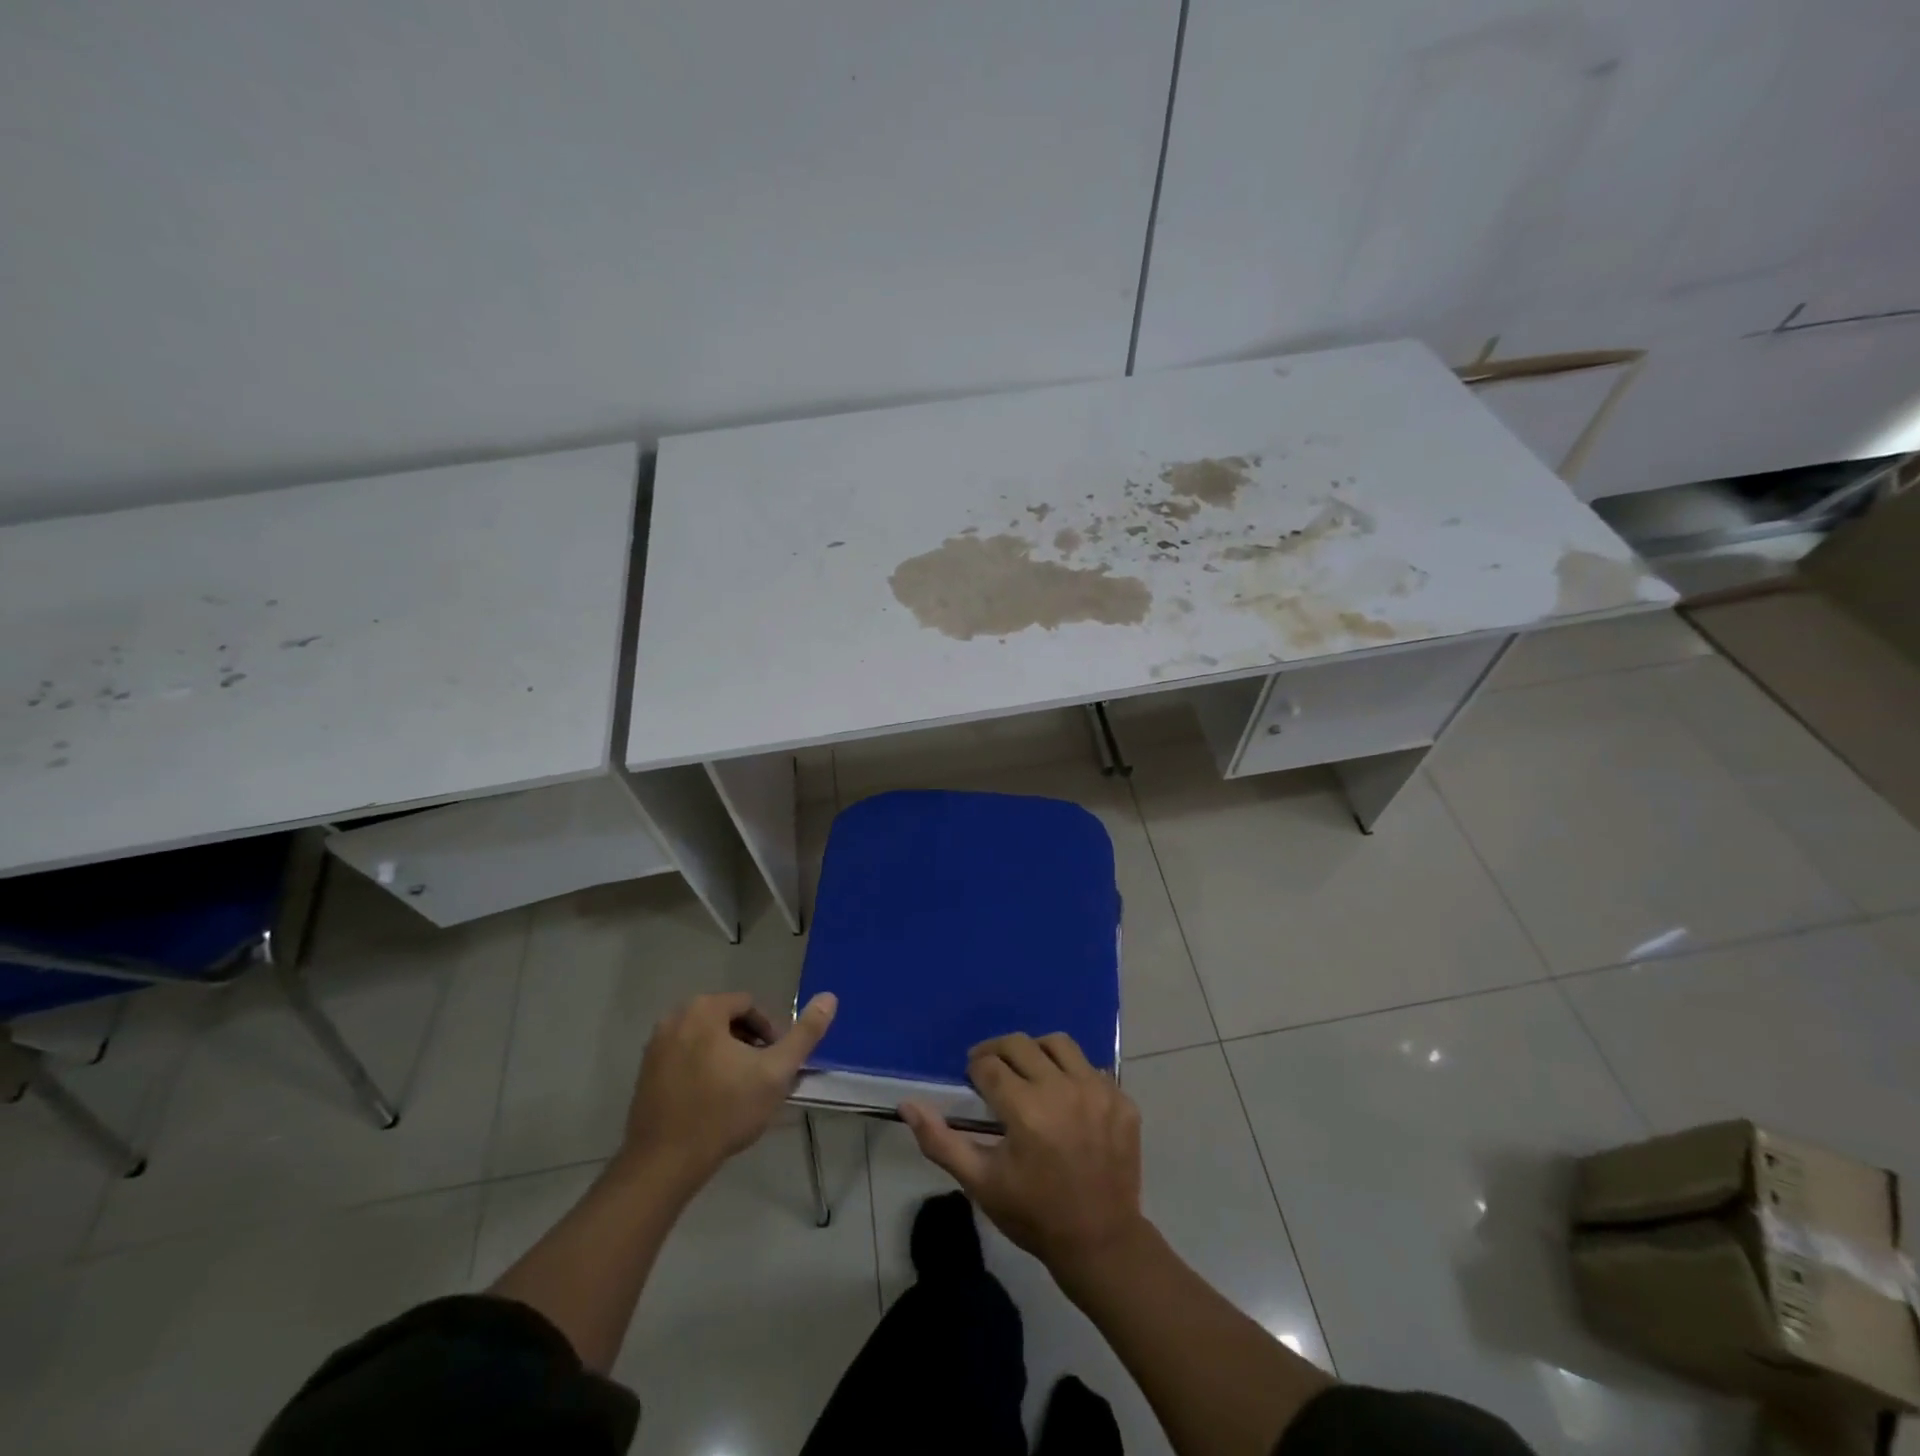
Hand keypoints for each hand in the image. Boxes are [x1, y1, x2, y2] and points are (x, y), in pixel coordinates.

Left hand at [619, 990, 836, 1190]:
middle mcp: (674, 1018)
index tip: (776, 1063)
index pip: (749, 1005)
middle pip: (726, 1020)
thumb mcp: (775, 1072)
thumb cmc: (724, 1112)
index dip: (769, 1032)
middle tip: (761, 1077)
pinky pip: (684, 1058)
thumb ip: (805, 1034)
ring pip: (705, 1040)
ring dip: (726, 1057)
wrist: (663, 1164)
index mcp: (704, 1010)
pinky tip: (712, 1101)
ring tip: (739, 1091)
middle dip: (748, 1044)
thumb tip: (830, 997)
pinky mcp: (644, 1073)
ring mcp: (655, 1046)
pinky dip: (702, 1069)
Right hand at [900, 1032, 1144, 1278]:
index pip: (989, 1065)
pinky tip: (1064, 1098)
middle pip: (1020, 1044)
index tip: (974, 1083)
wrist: (1101, 1243)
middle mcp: (1062, 1090)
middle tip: (991, 1070)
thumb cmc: (1033, 1214)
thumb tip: (907, 1104)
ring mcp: (1097, 1092)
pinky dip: (1071, 1074)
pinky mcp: (1122, 1100)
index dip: (976, 1070)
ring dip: (1036, 1052)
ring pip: (1059, 1044)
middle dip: (998, 1052)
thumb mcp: (980, 1182)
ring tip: (1029, 1073)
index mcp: (1026, 1110)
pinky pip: (1090, 1068)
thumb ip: (940, 1141)